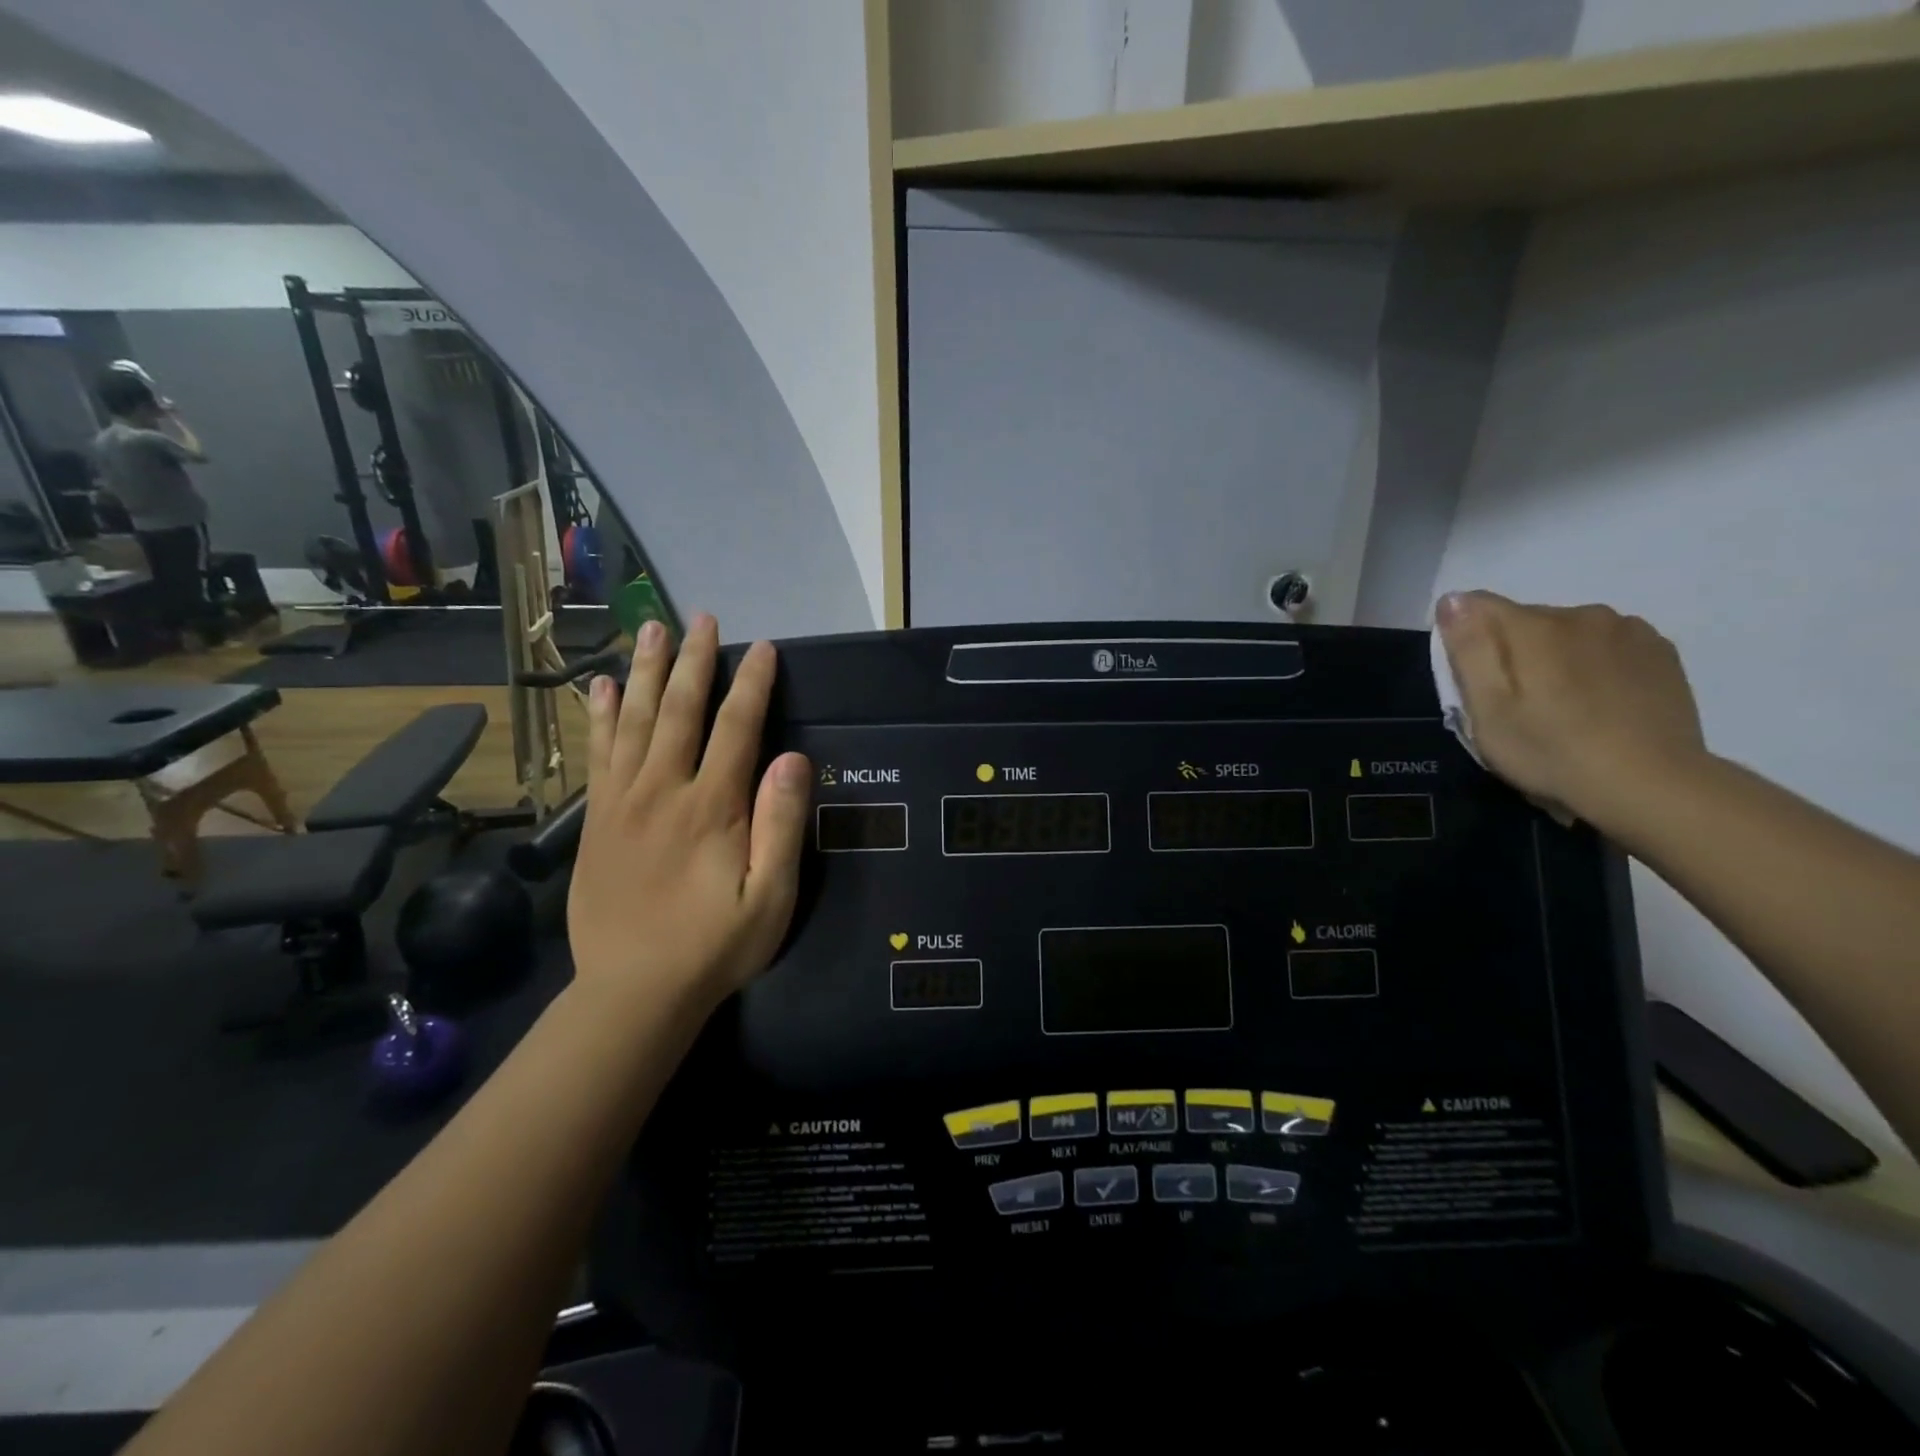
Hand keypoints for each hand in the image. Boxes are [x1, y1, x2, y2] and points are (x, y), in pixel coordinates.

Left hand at [567, 615, 811, 1009]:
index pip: (736, 728)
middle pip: (679, 710)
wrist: (633, 991)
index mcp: (713, 806)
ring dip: (643, 671)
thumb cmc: (714, 945)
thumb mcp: (771, 896)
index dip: (752, 684)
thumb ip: (781, 824)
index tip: (763, 648)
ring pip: (633, 721)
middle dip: (693, 661)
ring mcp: (623, 802)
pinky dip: (600, 716)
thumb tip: (792, 757)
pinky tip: (599, 687)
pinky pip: (598, 754)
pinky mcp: (597, 819)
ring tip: (651, 629)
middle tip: (701, 618)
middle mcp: (663, 790)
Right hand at [1435, 591, 1707, 827]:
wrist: (1651, 784)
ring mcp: (1628, 631)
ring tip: (1560, 703)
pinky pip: (1607, 644)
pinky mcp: (1659, 652)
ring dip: (1554, 655)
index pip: (1476, 606)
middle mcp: (1580, 614)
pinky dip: (1593, 663)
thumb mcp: (1487, 708)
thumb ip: (1469, 648)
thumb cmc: (1550, 750)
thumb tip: (1453, 600)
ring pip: (1567, 632)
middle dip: (1511, 650)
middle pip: (1523, 620)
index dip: (1463, 637)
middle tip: (1514, 703)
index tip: (1469, 678)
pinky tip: (1597, 700)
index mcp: (1532, 626)